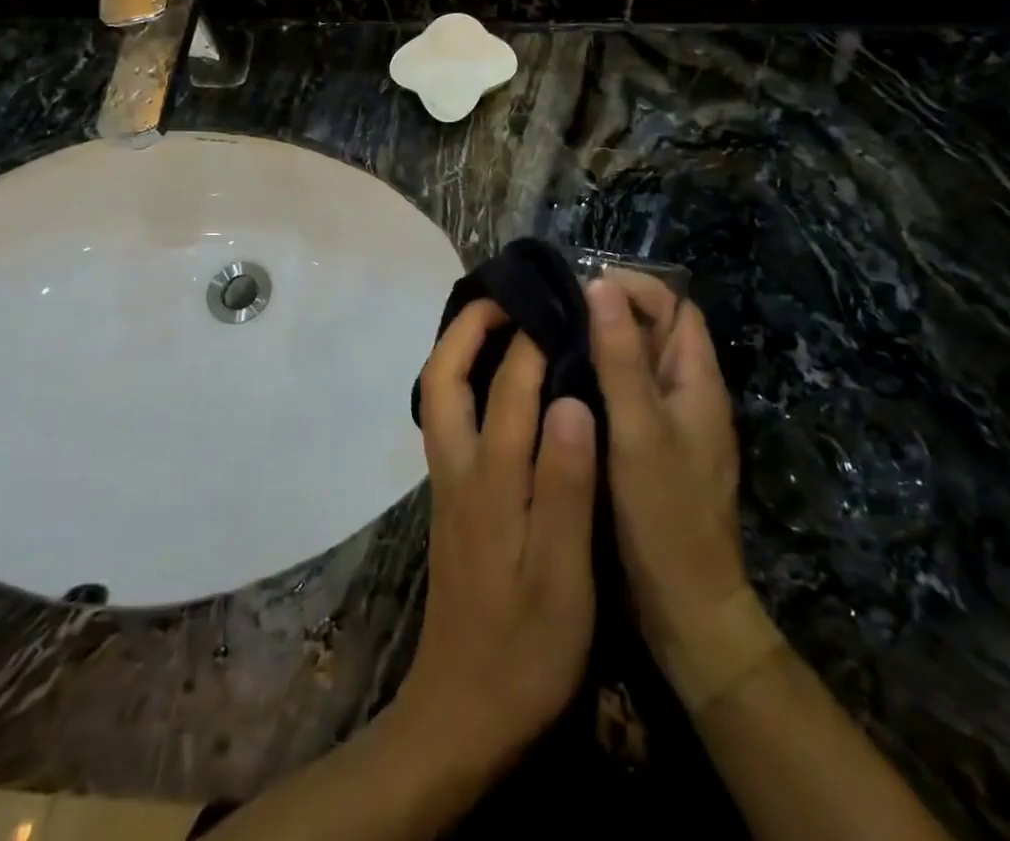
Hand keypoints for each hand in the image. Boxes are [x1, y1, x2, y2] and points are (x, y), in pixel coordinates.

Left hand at [395, 299, 598, 773]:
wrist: (462, 713)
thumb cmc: (525, 648)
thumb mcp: (563, 577)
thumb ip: (566, 486)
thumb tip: (571, 400)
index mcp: (490, 480)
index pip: (509, 389)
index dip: (532, 341)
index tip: (560, 306)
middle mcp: (458, 469)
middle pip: (442, 379)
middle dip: (466, 327)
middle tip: (506, 296)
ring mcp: (448, 484)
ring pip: (438, 397)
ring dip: (459, 350)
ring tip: (499, 325)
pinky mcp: (451, 501)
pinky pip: (449, 420)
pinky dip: (464, 383)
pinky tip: (496, 386)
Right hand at [586, 274, 746, 671]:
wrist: (686, 608)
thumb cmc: (665, 512)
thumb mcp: (639, 428)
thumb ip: (621, 357)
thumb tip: (601, 285)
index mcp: (697, 380)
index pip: (675, 307)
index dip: (636, 287)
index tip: (584, 285)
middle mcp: (688, 393)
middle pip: (655, 331)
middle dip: (612, 311)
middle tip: (555, 309)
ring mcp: (670, 423)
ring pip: (636, 364)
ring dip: (601, 345)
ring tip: (548, 337)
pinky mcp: (650, 449)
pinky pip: (625, 396)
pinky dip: (597, 380)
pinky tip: (558, 385)